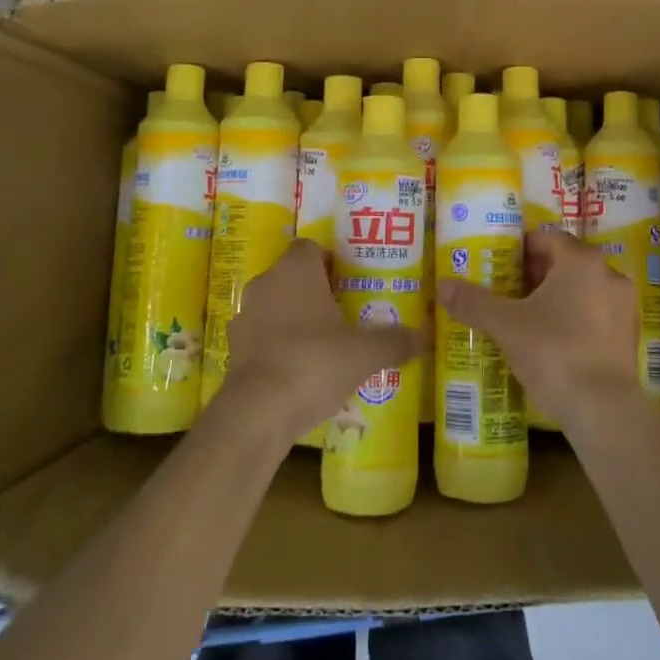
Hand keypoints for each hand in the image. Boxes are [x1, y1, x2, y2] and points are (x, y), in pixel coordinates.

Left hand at [219, 240, 421, 442]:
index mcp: (295, 270)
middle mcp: (266, 283)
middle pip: (293, 275)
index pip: (311, 247)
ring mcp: (246, 316)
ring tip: (324, 345)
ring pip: (276, 306)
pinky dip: (279, 345)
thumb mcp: (364, 353)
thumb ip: (395, 341)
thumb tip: (426, 335)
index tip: (350, 283)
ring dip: (295, 318)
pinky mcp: (234, 348)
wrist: (256, 412)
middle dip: (316, 291)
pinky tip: (300, 370)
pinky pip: (263, 336)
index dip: (330, 261)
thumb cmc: (314, 363)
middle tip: (345, 313)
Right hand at [439, 228, 655, 437]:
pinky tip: (553, 342)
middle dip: (536, 274)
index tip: (498, 267)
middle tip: (506, 293)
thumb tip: (442, 285)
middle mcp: (608, 273)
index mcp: (581, 260)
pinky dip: (575, 319)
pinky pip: (596, 314)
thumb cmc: (553, 352)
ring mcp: (624, 305)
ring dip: (556, 298)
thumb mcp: (506, 326)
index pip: (547, 238)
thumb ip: (474, 302)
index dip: (520, 250)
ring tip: (527, 319)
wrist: (604, 410)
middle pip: (565, 262)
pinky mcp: (630, 336)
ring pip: (582, 289)